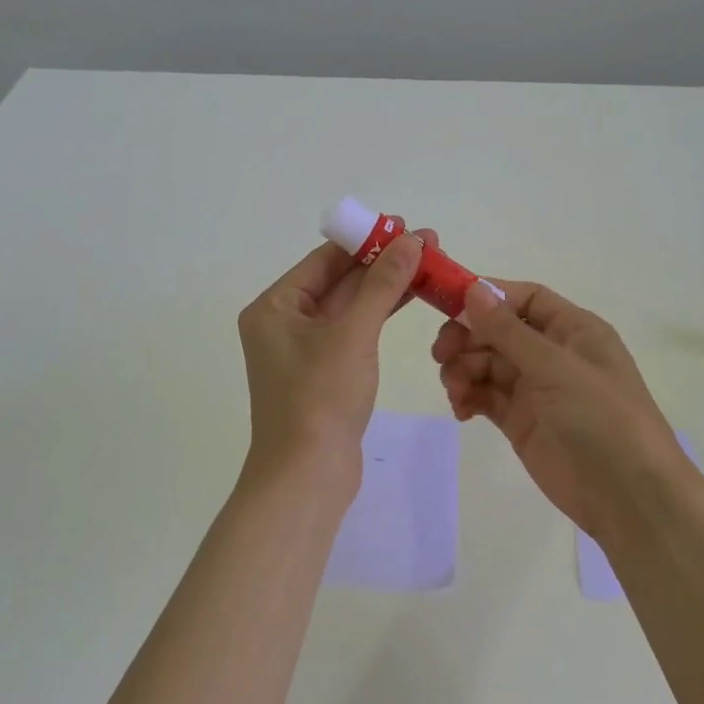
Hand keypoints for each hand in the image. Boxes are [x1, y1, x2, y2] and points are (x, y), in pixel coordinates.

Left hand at [237, 229, 434, 494]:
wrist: (307, 478)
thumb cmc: (320, 399)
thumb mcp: (353, 335)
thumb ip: (382, 285)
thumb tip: (411, 240)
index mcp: (275, 308)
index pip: (324, 259)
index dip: (366, 240)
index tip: (405, 225)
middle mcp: (285, 323)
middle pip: (338, 280)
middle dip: (382, 262)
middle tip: (427, 243)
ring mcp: (306, 350)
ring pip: (351, 305)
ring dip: (386, 286)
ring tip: (429, 264)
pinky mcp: (326, 372)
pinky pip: (355, 330)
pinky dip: (381, 314)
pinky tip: (411, 297)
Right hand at [433, 281, 689, 538]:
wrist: (629, 497)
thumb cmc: (602, 418)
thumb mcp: (556, 368)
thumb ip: (509, 331)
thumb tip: (474, 289)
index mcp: (573, 330)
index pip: (524, 299)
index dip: (487, 298)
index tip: (448, 307)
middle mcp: (554, 354)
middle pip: (499, 331)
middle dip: (467, 337)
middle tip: (441, 354)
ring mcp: (537, 389)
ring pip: (487, 364)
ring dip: (464, 369)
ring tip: (455, 390)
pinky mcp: (522, 422)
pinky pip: (486, 396)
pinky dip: (469, 397)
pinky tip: (462, 409)